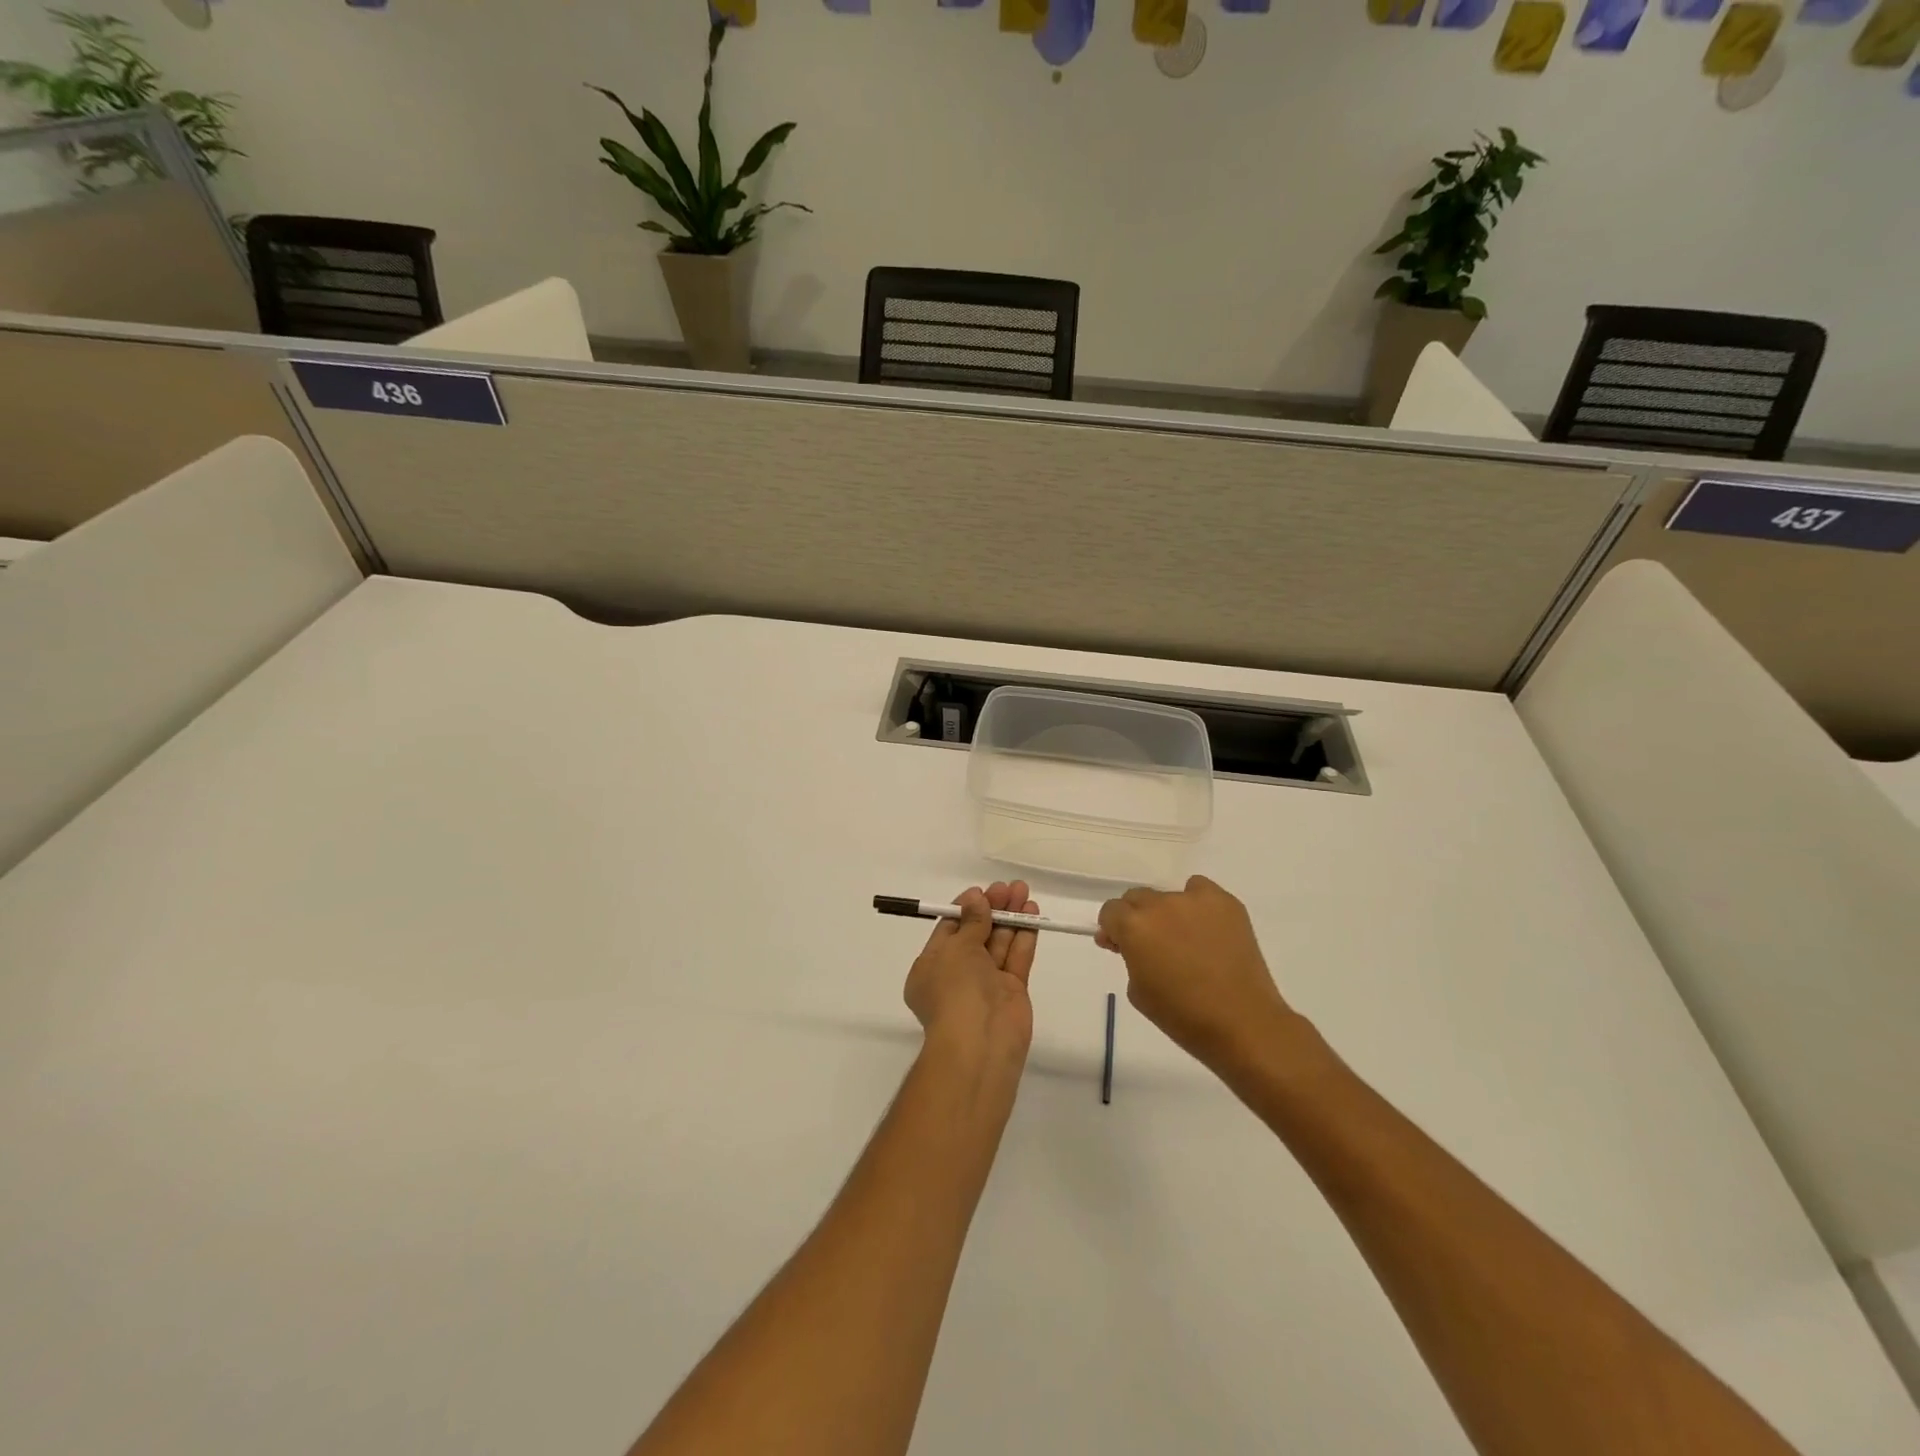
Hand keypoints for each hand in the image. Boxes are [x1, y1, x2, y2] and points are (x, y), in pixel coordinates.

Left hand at [904, 882, 1038, 1060]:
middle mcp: (957, 974)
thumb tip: (976, 899)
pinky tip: (1032, 913)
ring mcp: (986, 983)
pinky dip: (1024, 935)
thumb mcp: (957, 949)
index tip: (982, 891)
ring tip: (1024, 891)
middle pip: (977, 934)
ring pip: (999, 943)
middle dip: (992, 909)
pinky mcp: (1011, 991)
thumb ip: (971, 922)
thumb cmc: (956, 990)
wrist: (980, 1042)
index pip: (949, 930)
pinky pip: (1016, 958)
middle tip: (1009, 887)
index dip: (966, 909)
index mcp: (931, 966)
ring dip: (1010, 917)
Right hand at [1096, 875, 1292, 1071]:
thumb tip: (1126, 943)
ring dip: (1168, 914)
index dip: (1113, 929)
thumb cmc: (1182, 1016)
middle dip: (1137, 918)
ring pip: (1169, 897)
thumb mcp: (1138, 991)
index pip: (1111, 911)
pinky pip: (1200, 891)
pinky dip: (1197, 905)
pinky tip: (1206, 929)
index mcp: (1134, 926)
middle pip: (1138, 898)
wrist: (1242, 1023)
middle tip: (1152, 945)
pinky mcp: (1225, 902)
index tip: (1121, 947)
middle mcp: (1160, 904)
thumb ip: (1128, 958)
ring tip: (1186, 940)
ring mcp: (1194, 899)